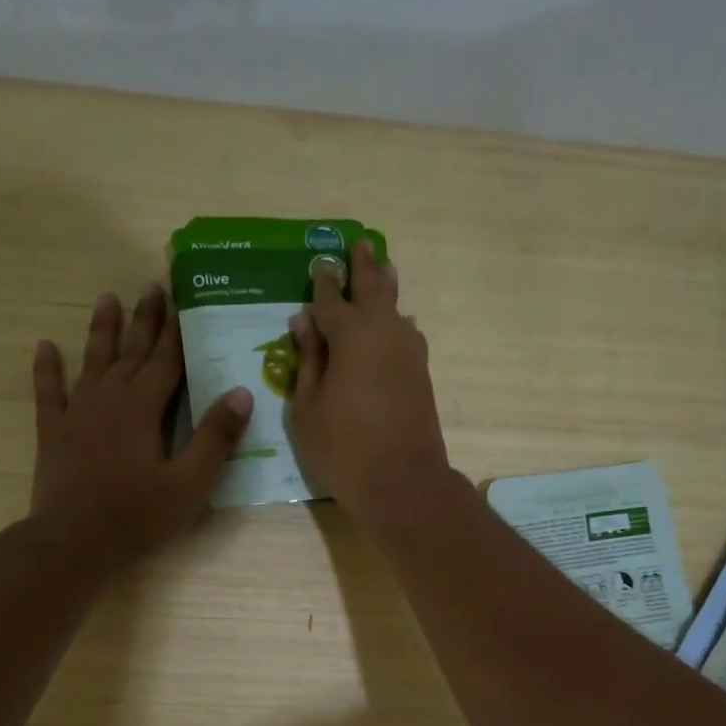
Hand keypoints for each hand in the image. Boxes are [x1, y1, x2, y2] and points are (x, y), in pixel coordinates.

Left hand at [30, 286, 250, 568]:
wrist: (74, 543)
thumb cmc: (138, 517)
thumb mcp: (190, 483)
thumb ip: (215, 438)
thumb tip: (241, 393)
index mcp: (143, 408)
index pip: (166, 361)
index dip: (176, 331)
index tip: (182, 299)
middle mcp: (109, 399)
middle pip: (131, 352)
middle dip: (144, 319)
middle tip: (151, 286)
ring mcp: (77, 414)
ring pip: (92, 361)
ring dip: (101, 330)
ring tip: (107, 298)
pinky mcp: (53, 433)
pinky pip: (49, 392)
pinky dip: (47, 369)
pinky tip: (45, 347)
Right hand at [288, 241, 450, 521]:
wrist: (402, 482)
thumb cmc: (343, 449)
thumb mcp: (307, 408)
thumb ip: (307, 361)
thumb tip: (304, 323)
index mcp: (349, 335)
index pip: (330, 299)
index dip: (322, 282)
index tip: (319, 263)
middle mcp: (383, 332)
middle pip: (372, 289)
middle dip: (362, 267)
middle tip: (360, 244)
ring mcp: (408, 351)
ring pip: (396, 308)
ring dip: (387, 287)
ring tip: (384, 268)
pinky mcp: (421, 373)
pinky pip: (408, 333)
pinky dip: (399, 321)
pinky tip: (400, 321)